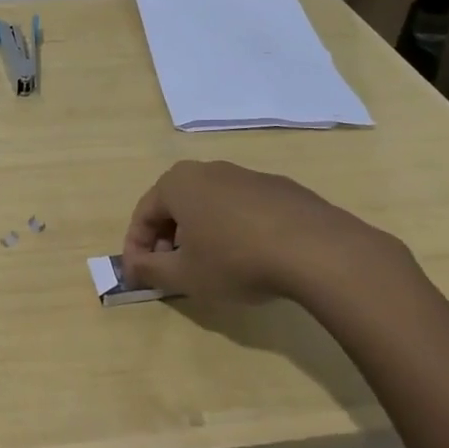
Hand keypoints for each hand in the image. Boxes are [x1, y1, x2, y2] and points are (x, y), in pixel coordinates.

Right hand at [122, 160, 416, 307]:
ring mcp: (246, 175)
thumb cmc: (236, 260)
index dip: (136, 249)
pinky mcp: (279, 188)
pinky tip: (250, 258)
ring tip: (211, 268)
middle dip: (168, 240)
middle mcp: (208, 170)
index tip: (139, 277)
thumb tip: (132, 268)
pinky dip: (234, 230)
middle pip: (175, 206)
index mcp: (177, 183)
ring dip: (200, 234)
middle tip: (172, 272)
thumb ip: (149, 271)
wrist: (316, 249)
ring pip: (209, 205)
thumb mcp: (184, 276)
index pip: (143, 215)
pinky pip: (242, 209)